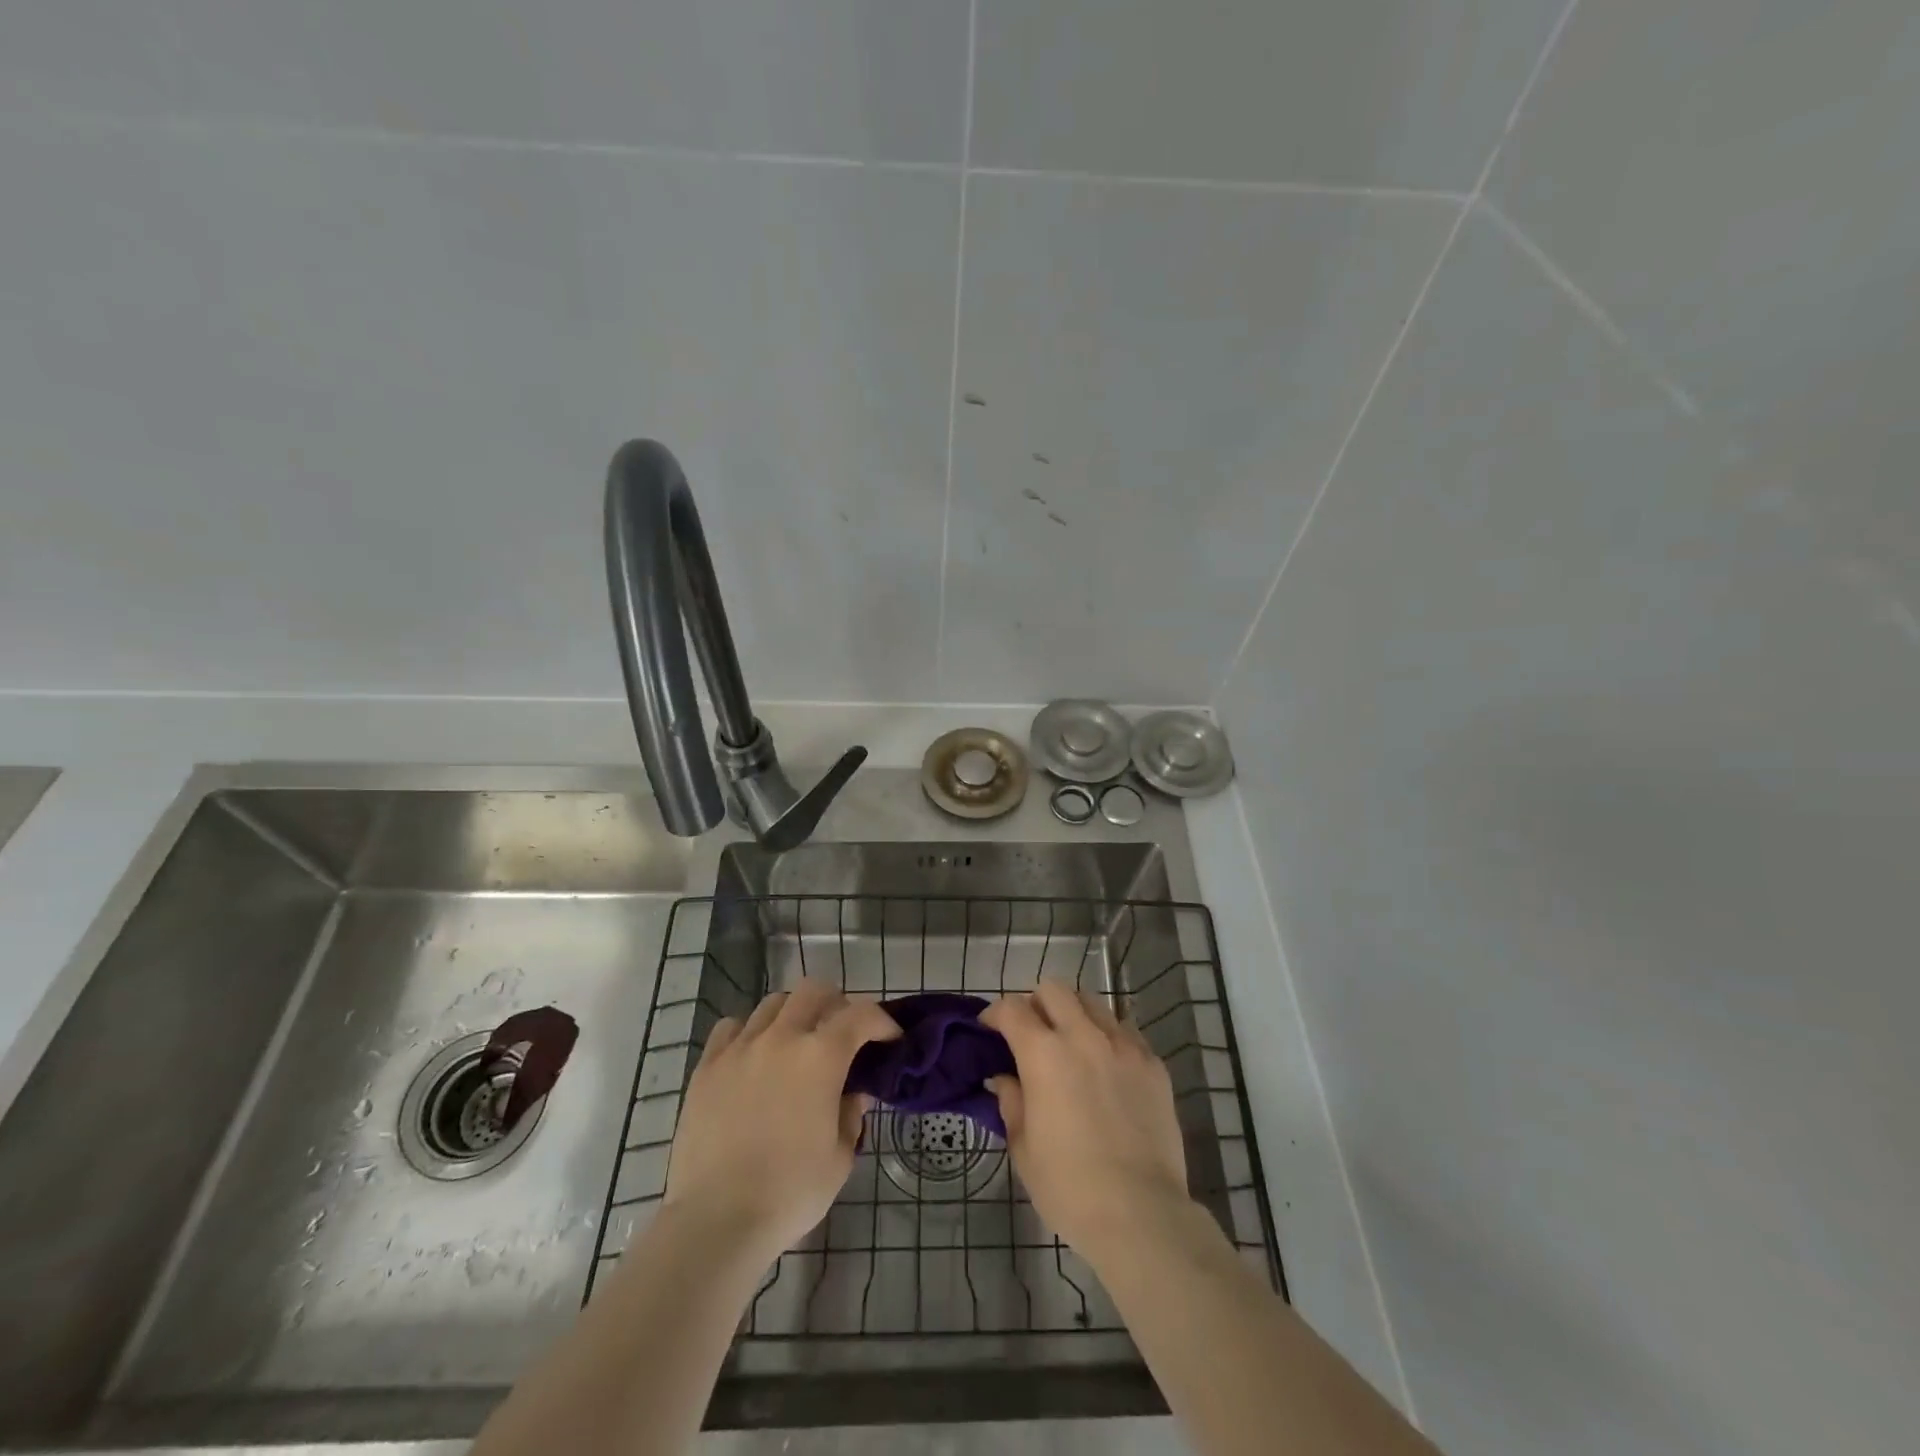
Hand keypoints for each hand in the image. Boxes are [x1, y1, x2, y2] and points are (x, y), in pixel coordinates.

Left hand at [663, 978, 898, 1264]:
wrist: (715, 1219)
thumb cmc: (790, 1192)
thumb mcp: (840, 1158)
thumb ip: (851, 1116)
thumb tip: (853, 1093)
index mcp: (822, 1057)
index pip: (862, 1015)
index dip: (882, 1022)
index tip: (890, 1039)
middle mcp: (782, 1037)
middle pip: (814, 991)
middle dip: (837, 1003)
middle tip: (842, 1033)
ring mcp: (741, 1047)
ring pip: (773, 1003)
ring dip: (794, 1014)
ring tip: (796, 1043)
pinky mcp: (707, 1065)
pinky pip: (732, 1027)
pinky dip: (750, 1032)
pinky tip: (753, 1056)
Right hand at [983, 982, 1190, 1264]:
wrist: (1141, 1214)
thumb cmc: (1069, 1187)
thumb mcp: (1024, 1148)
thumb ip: (1012, 1102)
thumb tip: (1003, 1079)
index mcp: (1044, 1054)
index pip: (1012, 1009)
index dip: (995, 1014)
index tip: (989, 1028)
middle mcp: (1084, 1036)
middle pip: (1054, 990)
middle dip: (1036, 1003)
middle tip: (1031, 1032)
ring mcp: (1123, 1045)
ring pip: (1093, 1002)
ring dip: (1074, 1013)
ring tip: (1071, 1043)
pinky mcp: (1153, 1063)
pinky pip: (1126, 1030)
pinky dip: (1108, 1036)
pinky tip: (1106, 1065)